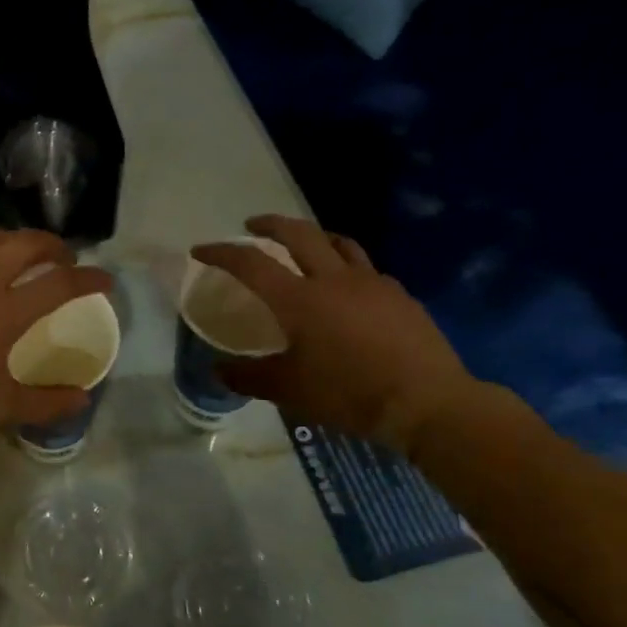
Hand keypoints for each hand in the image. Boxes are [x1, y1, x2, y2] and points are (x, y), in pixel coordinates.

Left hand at [0, 231, 115, 430]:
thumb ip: (42, 403)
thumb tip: (81, 399)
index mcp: (7, 310)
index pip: (60, 285)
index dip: (89, 280)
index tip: (105, 280)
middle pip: (26, 245)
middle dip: (52, 245)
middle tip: (63, 257)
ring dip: (12, 240)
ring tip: (18, 252)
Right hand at [189, 215, 478, 451]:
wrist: (426, 402)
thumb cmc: (348, 394)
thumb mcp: (288, 390)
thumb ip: (248, 377)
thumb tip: (217, 370)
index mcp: (299, 299)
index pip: (251, 264)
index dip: (222, 252)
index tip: (200, 250)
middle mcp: (333, 280)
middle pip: (298, 234)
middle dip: (270, 225)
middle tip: (252, 225)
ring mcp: (372, 283)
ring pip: (338, 243)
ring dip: (313, 235)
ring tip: (303, 243)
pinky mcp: (399, 296)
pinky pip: (366, 268)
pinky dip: (346, 266)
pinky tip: (348, 287)